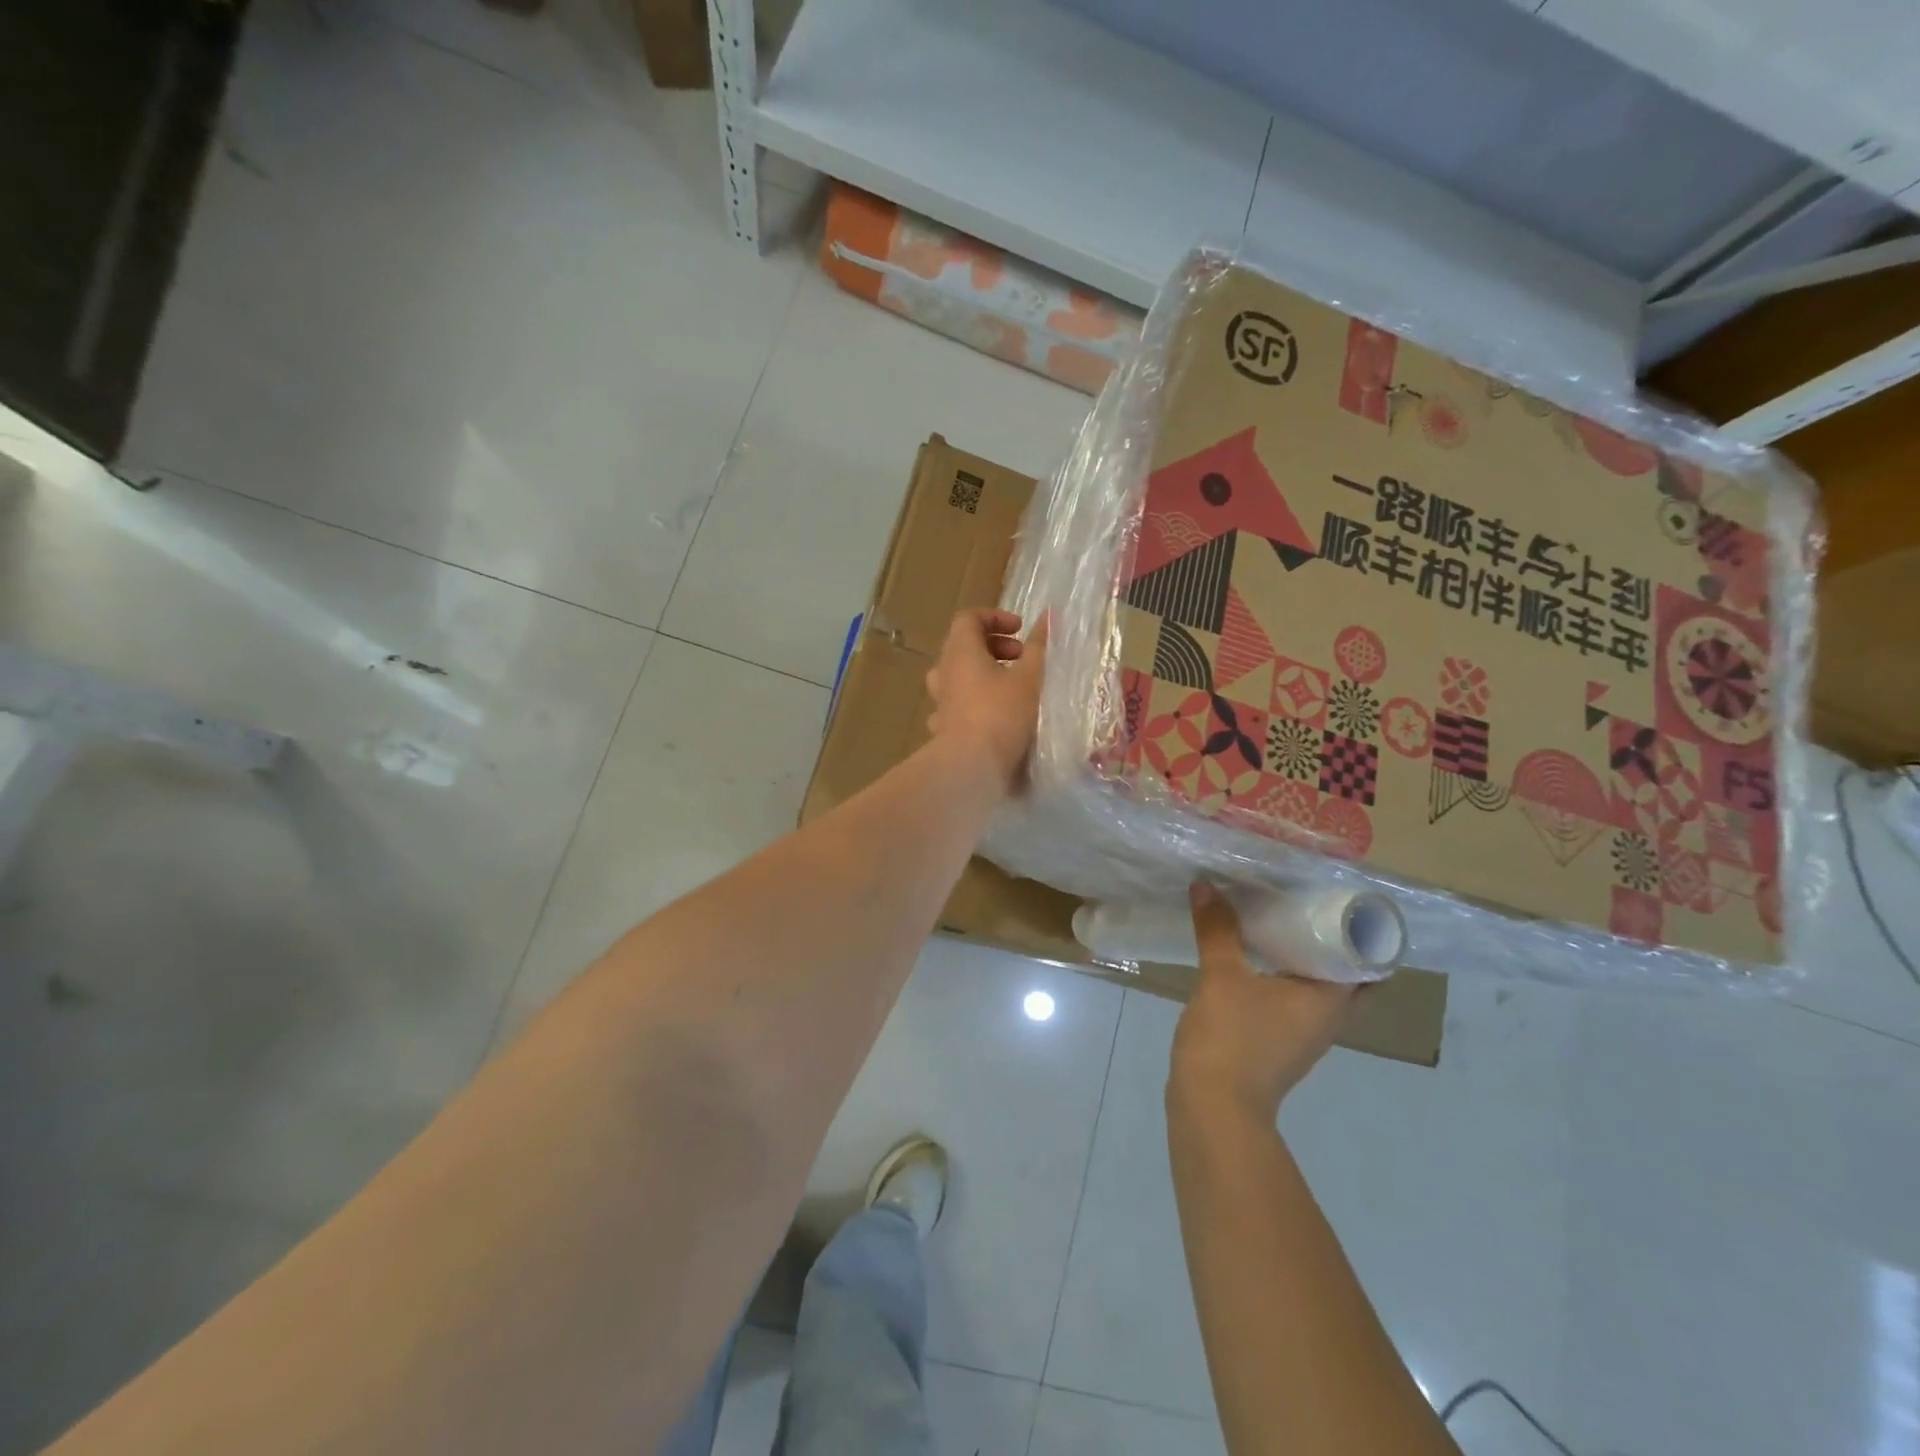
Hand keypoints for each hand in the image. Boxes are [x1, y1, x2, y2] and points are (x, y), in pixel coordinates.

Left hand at [925, 609, 1046, 795]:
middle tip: (1022, 659)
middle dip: (994, 647)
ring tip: (1011, 688)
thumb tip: (1048, 616)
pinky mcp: (944, 730)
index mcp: (960, 652)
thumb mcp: (1030, 677)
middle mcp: (944, 674)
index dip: (995, 617)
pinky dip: (976, 705)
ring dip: (984, 676)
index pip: (968, 619)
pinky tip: (995, 718)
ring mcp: (941, 703)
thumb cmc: (1002, 714)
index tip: (1020, 630)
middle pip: (962, 647)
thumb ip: (1039, 646)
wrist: (972, 767)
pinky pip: (958, 707)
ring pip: (958, 678)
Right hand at [1169, 883, 1353, 1125]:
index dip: (1357, 924)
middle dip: (1329, 936)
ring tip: (1278, 917)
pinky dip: (1281, 972)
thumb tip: (1206, 883)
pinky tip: (1254, 955)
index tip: (1336, 892)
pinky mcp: (1278, 1041)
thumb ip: (1217, 929)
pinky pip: (1292, 996)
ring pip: (1316, 984)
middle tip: (1305, 900)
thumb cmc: (1232, 1039)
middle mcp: (1328, 1017)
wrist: (1212, 1107)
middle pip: (1344, 970)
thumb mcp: (1222, 976)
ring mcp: (1303, 1033)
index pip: (1366, 956)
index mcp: (1331, 1000)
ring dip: (1303, 954)